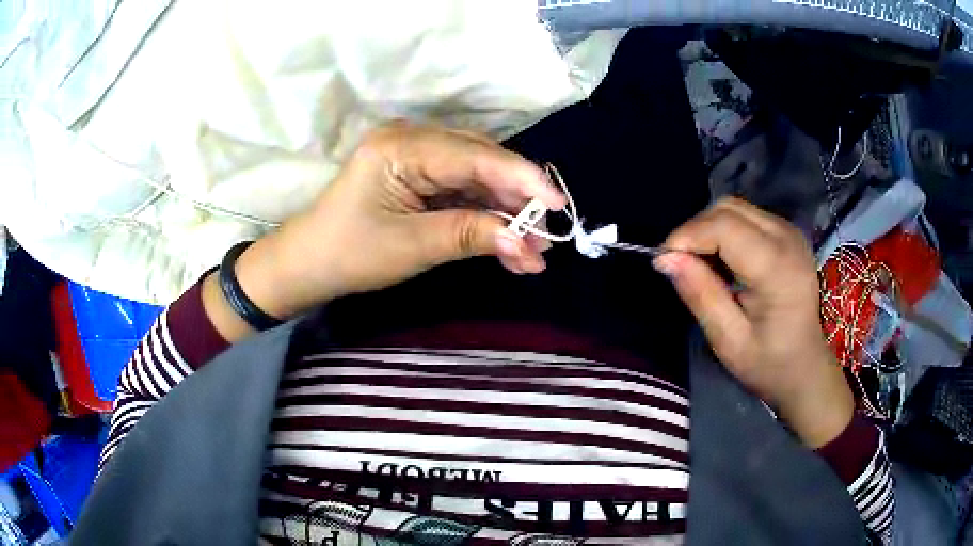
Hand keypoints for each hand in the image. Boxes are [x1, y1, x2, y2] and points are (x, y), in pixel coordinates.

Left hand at [205, 121, 564, 338]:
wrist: (310, 264)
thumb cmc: (349, 253)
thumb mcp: (411, 246)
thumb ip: (470, 235)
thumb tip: (527, 243)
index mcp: (401, 147)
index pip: (474, 155)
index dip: (521, 178)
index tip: (558, 204)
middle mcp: (413, 140)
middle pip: (481, 162)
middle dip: (516, 202)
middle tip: (545, 239)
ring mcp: (418, 157)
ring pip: (478, 179)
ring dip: (505, 213)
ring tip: (532, 251)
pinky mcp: (421, 176)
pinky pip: (464, 191)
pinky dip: (486, 217)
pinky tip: (508, 244)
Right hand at [654, 197, 853, 447]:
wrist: (805, 368)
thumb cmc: (768, 363)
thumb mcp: (728, 340)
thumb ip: (700, 295)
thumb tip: (665, 258)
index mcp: (777, 267)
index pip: (723, 226)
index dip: (687, 236)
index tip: (664, 262)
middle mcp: (787, 238)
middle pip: (728, 209)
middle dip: (695, 230)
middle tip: (680, 265)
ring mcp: (790, 232)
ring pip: (735, 208)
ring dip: (709, 229)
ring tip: (700, 264)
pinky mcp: (788, 233)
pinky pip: (746, 217)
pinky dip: (724, 231)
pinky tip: (722, 261)